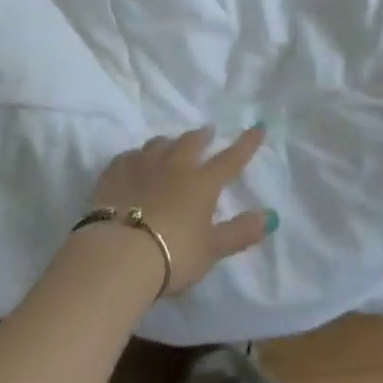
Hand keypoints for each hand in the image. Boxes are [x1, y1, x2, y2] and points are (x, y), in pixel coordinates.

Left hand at [85, 127, 276, 296]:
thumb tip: (270, 216)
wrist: (118, 255)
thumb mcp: (211, 250)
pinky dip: (135, 157)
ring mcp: (140, 167)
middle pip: (189, 143)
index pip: (230, 159)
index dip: (246, 144)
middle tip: (206, 133)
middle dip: (201, 136)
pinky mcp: (112, 175)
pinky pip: (126, 157)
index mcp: (201, 183)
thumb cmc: (172, 254)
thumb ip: (240, 232)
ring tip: (169, 145)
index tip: (258, 127)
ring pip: (157, 144)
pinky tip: (133, 163)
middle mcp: (173, 167)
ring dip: (168, 143)